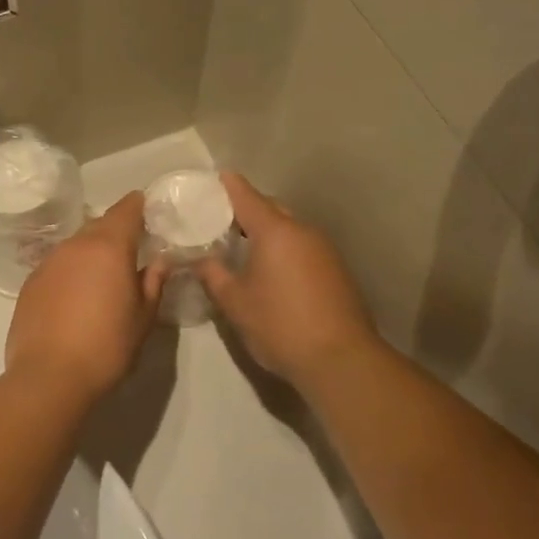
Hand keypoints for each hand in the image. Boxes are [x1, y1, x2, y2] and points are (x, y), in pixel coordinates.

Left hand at [6, 193, 164, 404]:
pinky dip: (71, 271)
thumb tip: (159, 262)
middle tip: (132, 249)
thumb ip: (153, 283)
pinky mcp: (30, 283)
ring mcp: (48, 262)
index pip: (126, 209)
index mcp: (109, 247)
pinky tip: (76, 296)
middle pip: (99, 225)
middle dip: (116, 231)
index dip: (139, 205)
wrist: (49, 377)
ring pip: (76, 245)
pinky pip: (58, 265)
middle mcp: (75, 245)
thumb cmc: (107, 347)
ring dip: (91, 252)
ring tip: (103, 276)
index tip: (149, 209)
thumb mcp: (143, 318)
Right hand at [198, 173, 380, 388]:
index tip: (214, 178)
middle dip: (248, 209)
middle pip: (271, 208)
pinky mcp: (336, 269)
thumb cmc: (279, 325)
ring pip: (290, 228)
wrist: (341, 359)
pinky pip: (303, 246)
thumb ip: (213, 275)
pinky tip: (272, 269)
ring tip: (243, 246)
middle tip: (221, 220)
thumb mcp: (235, 302)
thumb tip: (198, 259)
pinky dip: (284, 248)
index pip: (246, 196)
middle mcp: (303, 231)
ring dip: (268, 231)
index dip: (228, 186)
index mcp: (275, 231)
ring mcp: (324, 249)